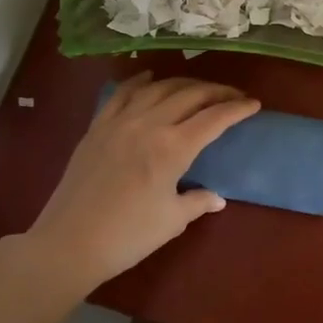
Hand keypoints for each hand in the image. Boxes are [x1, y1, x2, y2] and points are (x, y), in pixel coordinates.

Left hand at [21, 74, 258, 298]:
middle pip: (190, 95)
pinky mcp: (97, 127)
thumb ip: (198, 202)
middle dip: (217, 92)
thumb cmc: (128, 237)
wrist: (68, 243)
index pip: (214, 118)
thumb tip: (217, 197)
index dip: (238, 109)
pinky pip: (122, 94)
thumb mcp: (172, 221)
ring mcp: (119, 122)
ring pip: (158, 88)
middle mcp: (149, 124)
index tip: (254, 104)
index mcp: (173, 148)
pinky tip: (150, 78)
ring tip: (199, 89)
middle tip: (233, 96)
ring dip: (184, 84)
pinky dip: (140, 82)